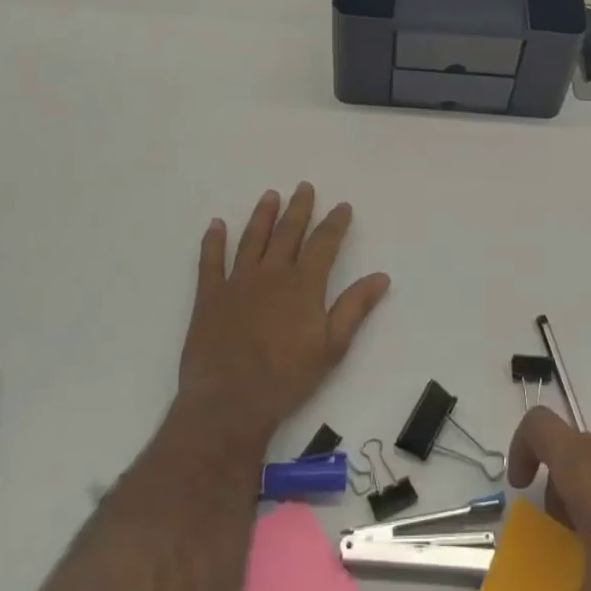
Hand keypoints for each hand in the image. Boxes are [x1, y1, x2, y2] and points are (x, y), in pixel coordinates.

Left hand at [178, 183, 389, 444]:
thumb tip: (381, 277)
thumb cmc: (287, 378)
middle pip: (288, 232)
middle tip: (304, 187)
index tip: (342, 206)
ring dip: (262, 215)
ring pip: (253, 239)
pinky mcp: (210, 297)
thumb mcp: (332, 347)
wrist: (230, 402)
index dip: (335, 223)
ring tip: (270, 195)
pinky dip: (213, 241)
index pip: (324, 243)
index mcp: (304, 285)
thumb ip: (355, 308)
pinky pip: (211, 261)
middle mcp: (272, 274)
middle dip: (299, 208)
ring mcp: (238, 282)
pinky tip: (216, 225)